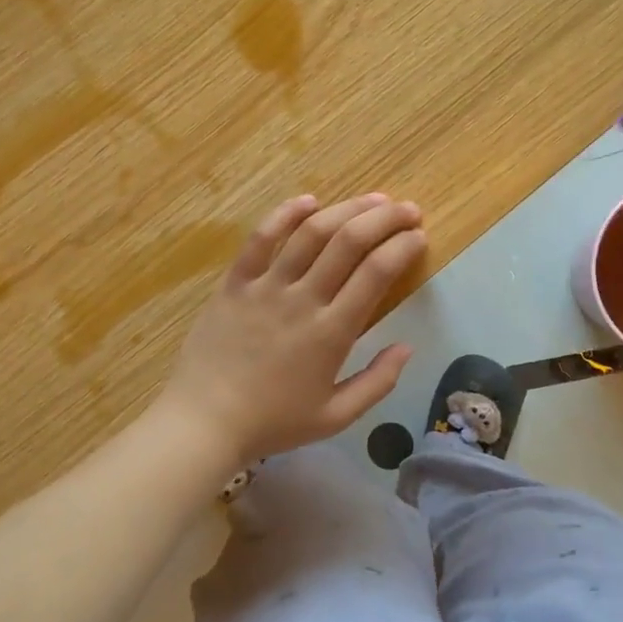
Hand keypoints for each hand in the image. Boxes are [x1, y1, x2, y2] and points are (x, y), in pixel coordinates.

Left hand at [160, 193, 424, 466]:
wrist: (204, 422)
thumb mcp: (336, 416)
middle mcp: (302, 299)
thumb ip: (378, 382)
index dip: (403, 247)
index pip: (376, 273)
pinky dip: (286, 214)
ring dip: (347, 209)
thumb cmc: (273, 422)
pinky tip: (309, 200)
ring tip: (373, 199)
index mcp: (332, 332)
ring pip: (311, 232)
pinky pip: (260, 238)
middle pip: (349, 241)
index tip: (418, 237)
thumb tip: (407, 347)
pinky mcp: (235, 282)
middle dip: (385, 219)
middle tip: (407, 209)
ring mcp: (265, 286)